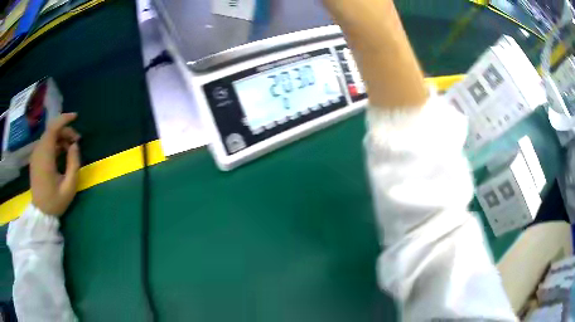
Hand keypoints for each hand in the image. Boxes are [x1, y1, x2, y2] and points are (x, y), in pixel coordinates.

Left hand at [30, 113, 80, 216]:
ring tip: (70, 149)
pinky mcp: (35, 159)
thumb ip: (73, 164)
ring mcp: (36, 155)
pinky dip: (55, 143)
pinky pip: (46, 143)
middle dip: (65, 131)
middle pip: (52, 131)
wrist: (40, 213)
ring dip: (61, 138)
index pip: (53, 128)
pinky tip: (62, 153)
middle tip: (77, 142)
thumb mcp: (69, 187)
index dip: (64, 119)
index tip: (76, 117)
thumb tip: (75, 146)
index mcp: (45, 157)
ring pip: (49, 136)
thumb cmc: (55, 202)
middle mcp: (38, 151)